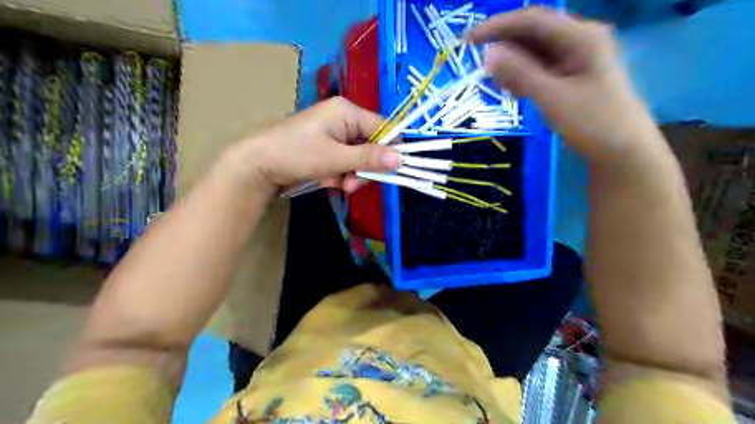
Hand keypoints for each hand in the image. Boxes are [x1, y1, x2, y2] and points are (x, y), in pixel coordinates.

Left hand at [227, 96, 404, 192]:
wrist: (258, 165)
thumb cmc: (296, 154)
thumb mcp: (335, 158)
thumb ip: (368, 158)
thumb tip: (401, 159)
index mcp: (347, 112)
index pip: (383, 127)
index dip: (390, 149)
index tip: (391, 171)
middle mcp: (344, 119)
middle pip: (372, 145)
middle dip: (364, 168)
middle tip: (352, 183)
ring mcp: (335, 134)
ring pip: (359, 157)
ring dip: (351, 174)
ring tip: (337, 184)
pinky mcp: (327, 148)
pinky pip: (345, 162)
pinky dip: (340, 174)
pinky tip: (327, 180)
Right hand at [470, 6, 661, 165]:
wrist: (623, 152)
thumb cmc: (592, 123)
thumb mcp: (552, 98)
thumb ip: (520, 74)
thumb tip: (489, 54)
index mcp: (581, 37)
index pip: (533, 20)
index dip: (498, 26)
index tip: (469, 41)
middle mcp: (580, 40)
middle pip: (534, 34)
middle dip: (506, 47)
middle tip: (480, 67)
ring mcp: (577, 59)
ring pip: (536, 53)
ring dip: (513, 64)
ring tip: (496, 85)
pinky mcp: (573, 76)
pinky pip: (541, 69)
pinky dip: (524, 77)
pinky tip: (513, 92)